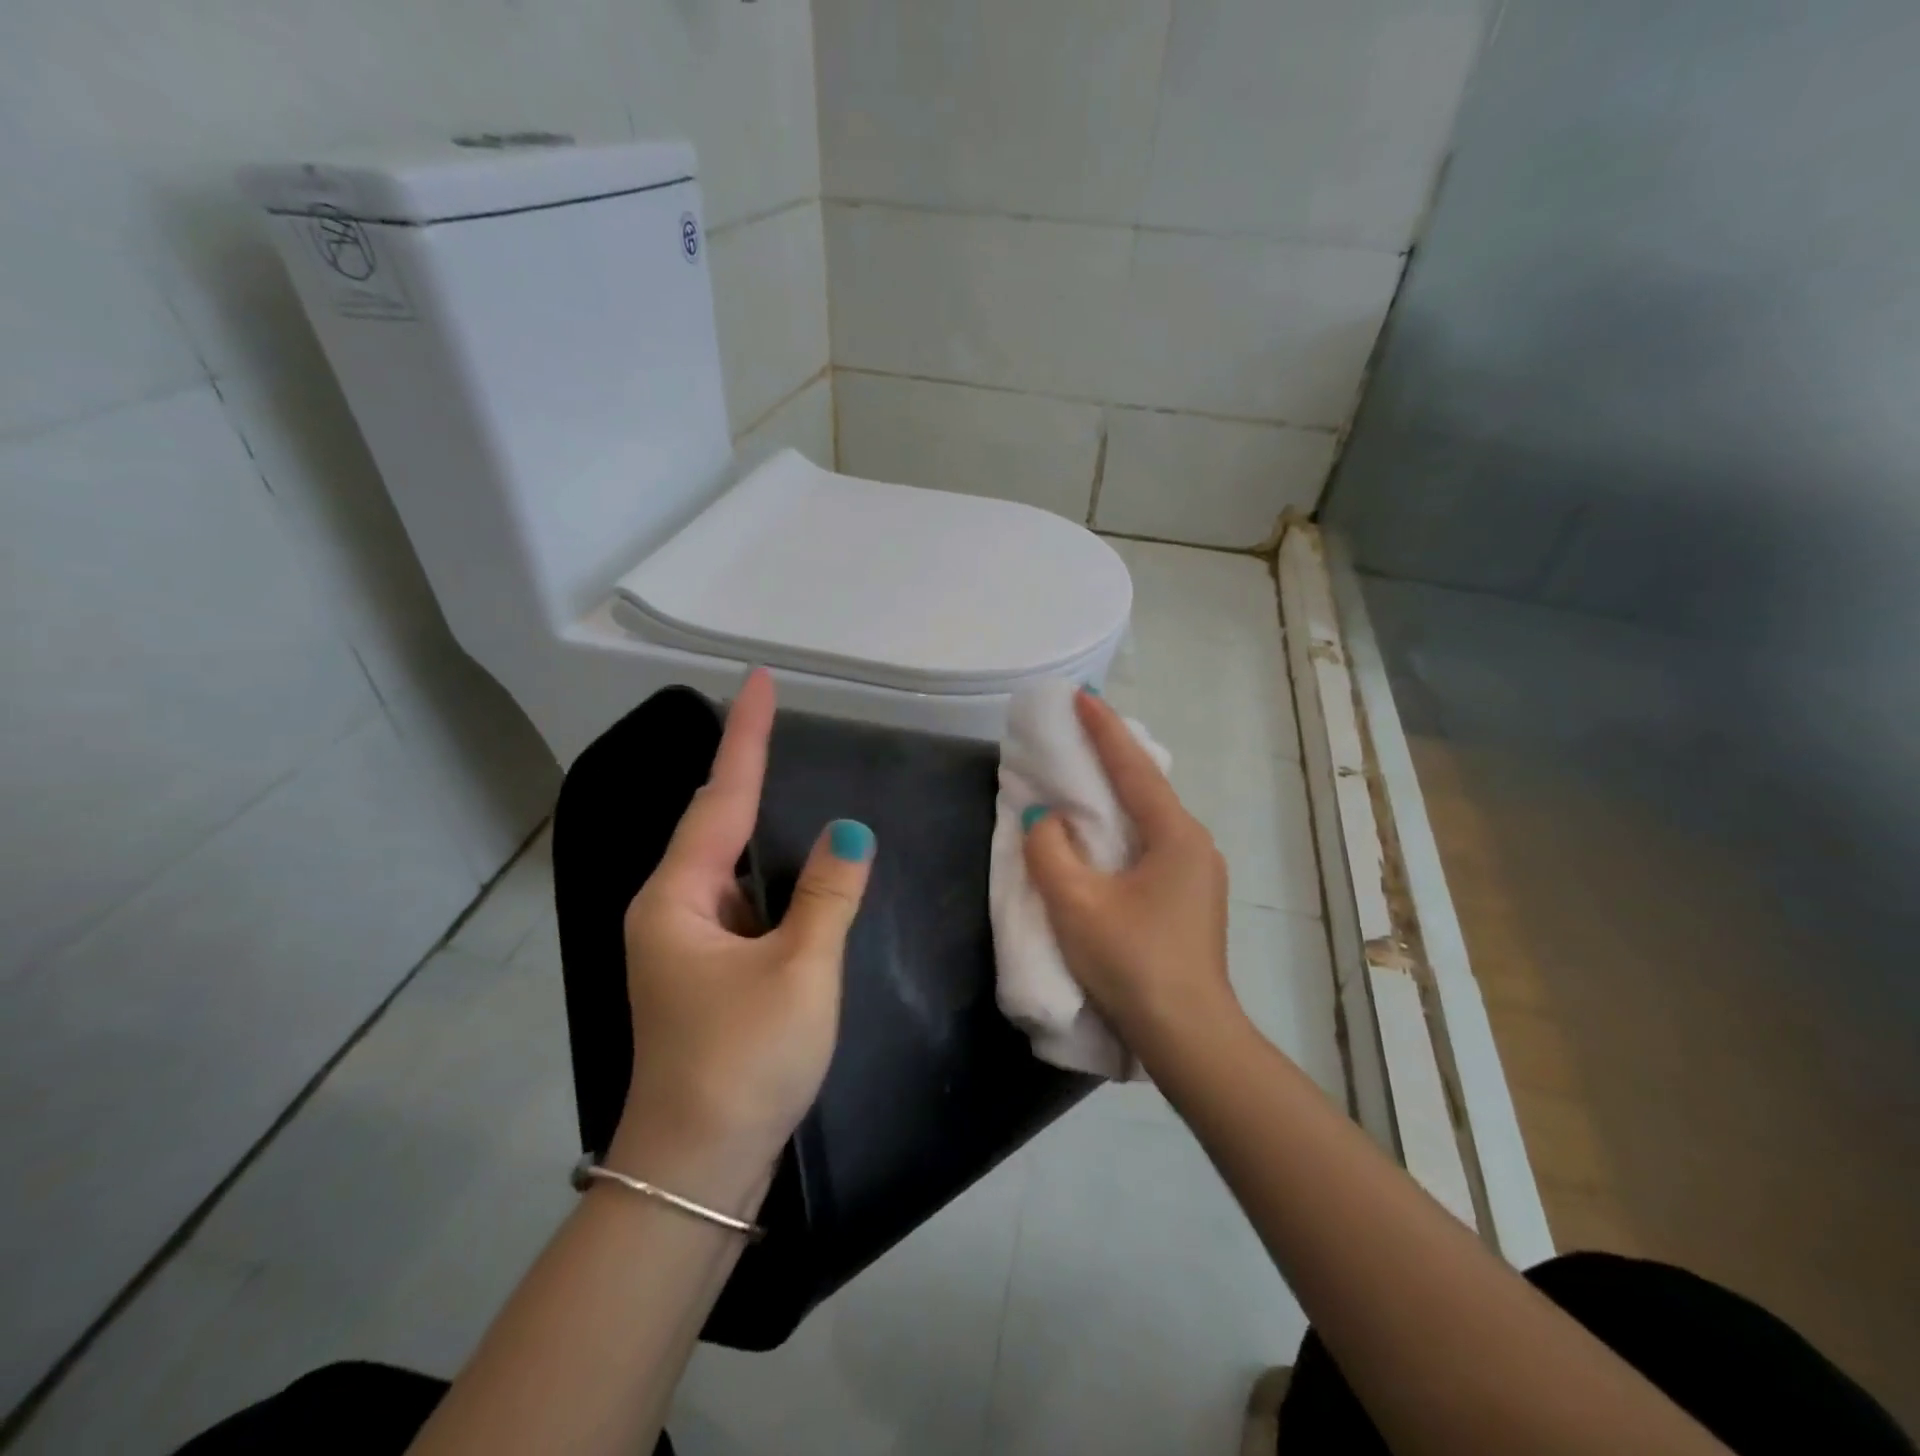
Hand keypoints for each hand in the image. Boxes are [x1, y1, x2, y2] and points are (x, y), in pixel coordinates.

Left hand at [617, 668, 874, 1167]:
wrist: (697, 1171)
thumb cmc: (743, 1064)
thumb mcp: (800, 972)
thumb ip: (829, 894)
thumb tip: (851, 831)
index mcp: (678, 899)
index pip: (722, 797)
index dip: (746, 735)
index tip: (760, 680)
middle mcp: (672, 909)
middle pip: (718, 823)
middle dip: (747, 767)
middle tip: (776, 715)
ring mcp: (686, 941)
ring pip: (732, 864)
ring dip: (759, 821)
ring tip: (784, 769)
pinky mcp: (708, 969)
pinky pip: (744, 900)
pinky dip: (772, 874)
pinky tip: (797, 863)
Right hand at [1023, 689, 1239, 1062]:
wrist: (1188, 1037)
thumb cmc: (1133, 962)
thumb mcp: (1077, 904)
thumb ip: (1050, 851)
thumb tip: (1045, 820)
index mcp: (1176, 835)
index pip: (1133, 767)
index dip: (1104, 729)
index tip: (1081, 695)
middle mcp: (1194, 844)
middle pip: (1146, 787)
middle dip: (1111, 757)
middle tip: (1077, 731)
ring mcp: (1197, 874)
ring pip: (1148, 819)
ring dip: (1116, 796)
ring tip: (1083, 777)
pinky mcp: (1189, 899)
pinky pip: (1150, 845)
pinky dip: (1121, 828)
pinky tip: (1101, 836)